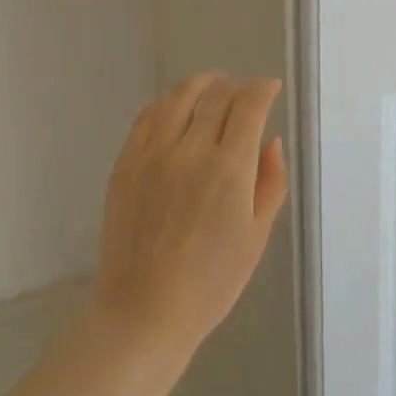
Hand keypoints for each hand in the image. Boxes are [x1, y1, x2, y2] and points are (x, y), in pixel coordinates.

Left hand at [91, 74, 288, 360]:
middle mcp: (190, 150)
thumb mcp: (256, 236)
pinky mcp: (125, 163)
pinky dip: (166, 104)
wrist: (144, 311)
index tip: (270, 87)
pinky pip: (146, 117)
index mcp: (229, 168)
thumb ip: (270, 182)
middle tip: (244, 92)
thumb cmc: (211, 282)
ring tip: (211, 84)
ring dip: (201, 84)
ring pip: (178, 98)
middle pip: (216, 96)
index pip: (248, 106)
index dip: (262, 89)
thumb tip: (270, 141)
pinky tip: (174, 108)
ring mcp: (152, 154)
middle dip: (236, 86)